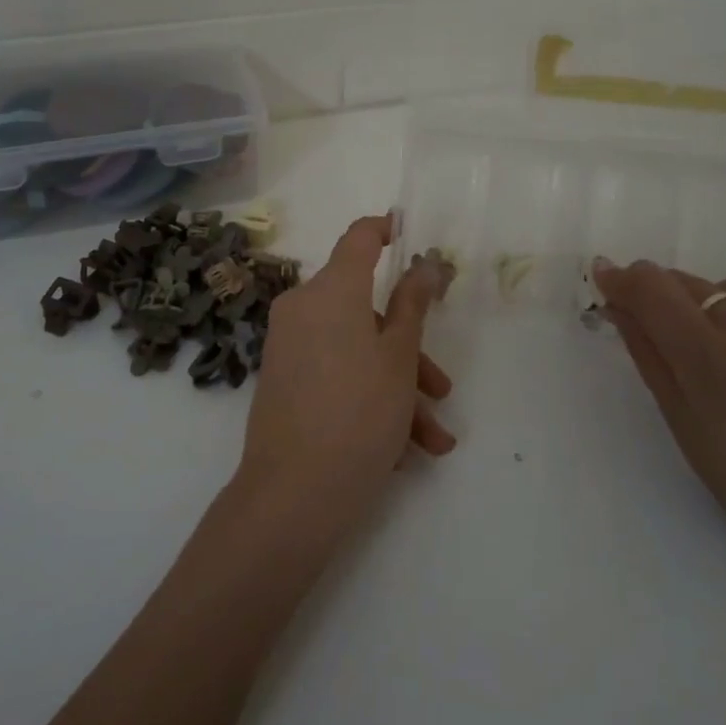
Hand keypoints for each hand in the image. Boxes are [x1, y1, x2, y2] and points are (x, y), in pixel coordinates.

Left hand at [235, 216, 456, 530]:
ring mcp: (289, 347)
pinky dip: (368, 399)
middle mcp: (303, 309)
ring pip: (356, 351)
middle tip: (441, 388)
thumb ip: (412, 305)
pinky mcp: (283, 382)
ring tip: (432, 440)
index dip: (385, 229)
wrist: (292, 495)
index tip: (408, 233)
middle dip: (409, 350)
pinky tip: (402, 450)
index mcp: (330, 291)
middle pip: (366, 311)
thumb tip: (424, 264)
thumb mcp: (398, 358)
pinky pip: (335, 375)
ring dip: (397, 388)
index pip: (359, 238)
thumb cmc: (358, 414)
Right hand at [593, 259, 725, 568]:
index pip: (652, 291)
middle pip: (684, 284)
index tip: (602, 276)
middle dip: (653, 291)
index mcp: (708, 358)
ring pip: (722, 288)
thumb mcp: (682, 423)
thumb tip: (619, 309)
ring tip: (693, 334)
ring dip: (694, 300)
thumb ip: (648, 357)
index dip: (621, 278)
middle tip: (640, 315)